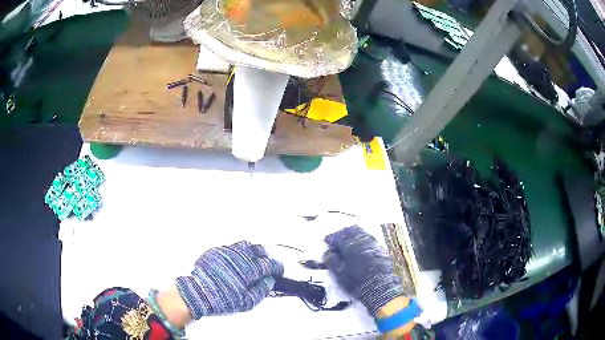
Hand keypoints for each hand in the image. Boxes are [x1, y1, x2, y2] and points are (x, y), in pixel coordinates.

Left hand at [175, 241, 283, 318]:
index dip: (277, 267)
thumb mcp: (247, 301)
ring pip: (245, 245)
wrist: (197, 292)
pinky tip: (236, 261)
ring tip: (252, 260)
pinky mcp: (216, 251)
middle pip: (258, 250)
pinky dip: (238, 253)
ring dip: (252, 252)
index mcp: (250, 269)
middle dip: (265, 257)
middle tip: (266, 265)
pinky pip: (231, 248)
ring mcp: (227, 251)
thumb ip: (262, 290)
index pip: (269, 264)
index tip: (279, 270)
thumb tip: (270, 280)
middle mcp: (240, 256)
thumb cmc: (223, 299)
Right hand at [323, 226, 403, 316]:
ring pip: (362, 233)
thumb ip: (331, 261)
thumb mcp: (338, 274)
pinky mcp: (380, 250)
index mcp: (350, 245)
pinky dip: (362, 242)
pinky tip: (359, 250)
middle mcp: (363, 241)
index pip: (338, 236)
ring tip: (347, 244)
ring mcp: (373, 244)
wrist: (379, 287)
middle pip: (351, 230)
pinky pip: (369, 240)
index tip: (326, 242)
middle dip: (342, 233)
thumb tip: (327, 253)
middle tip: (336, 240)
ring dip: (353, 236)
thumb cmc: (356, 282)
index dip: (331, 238)